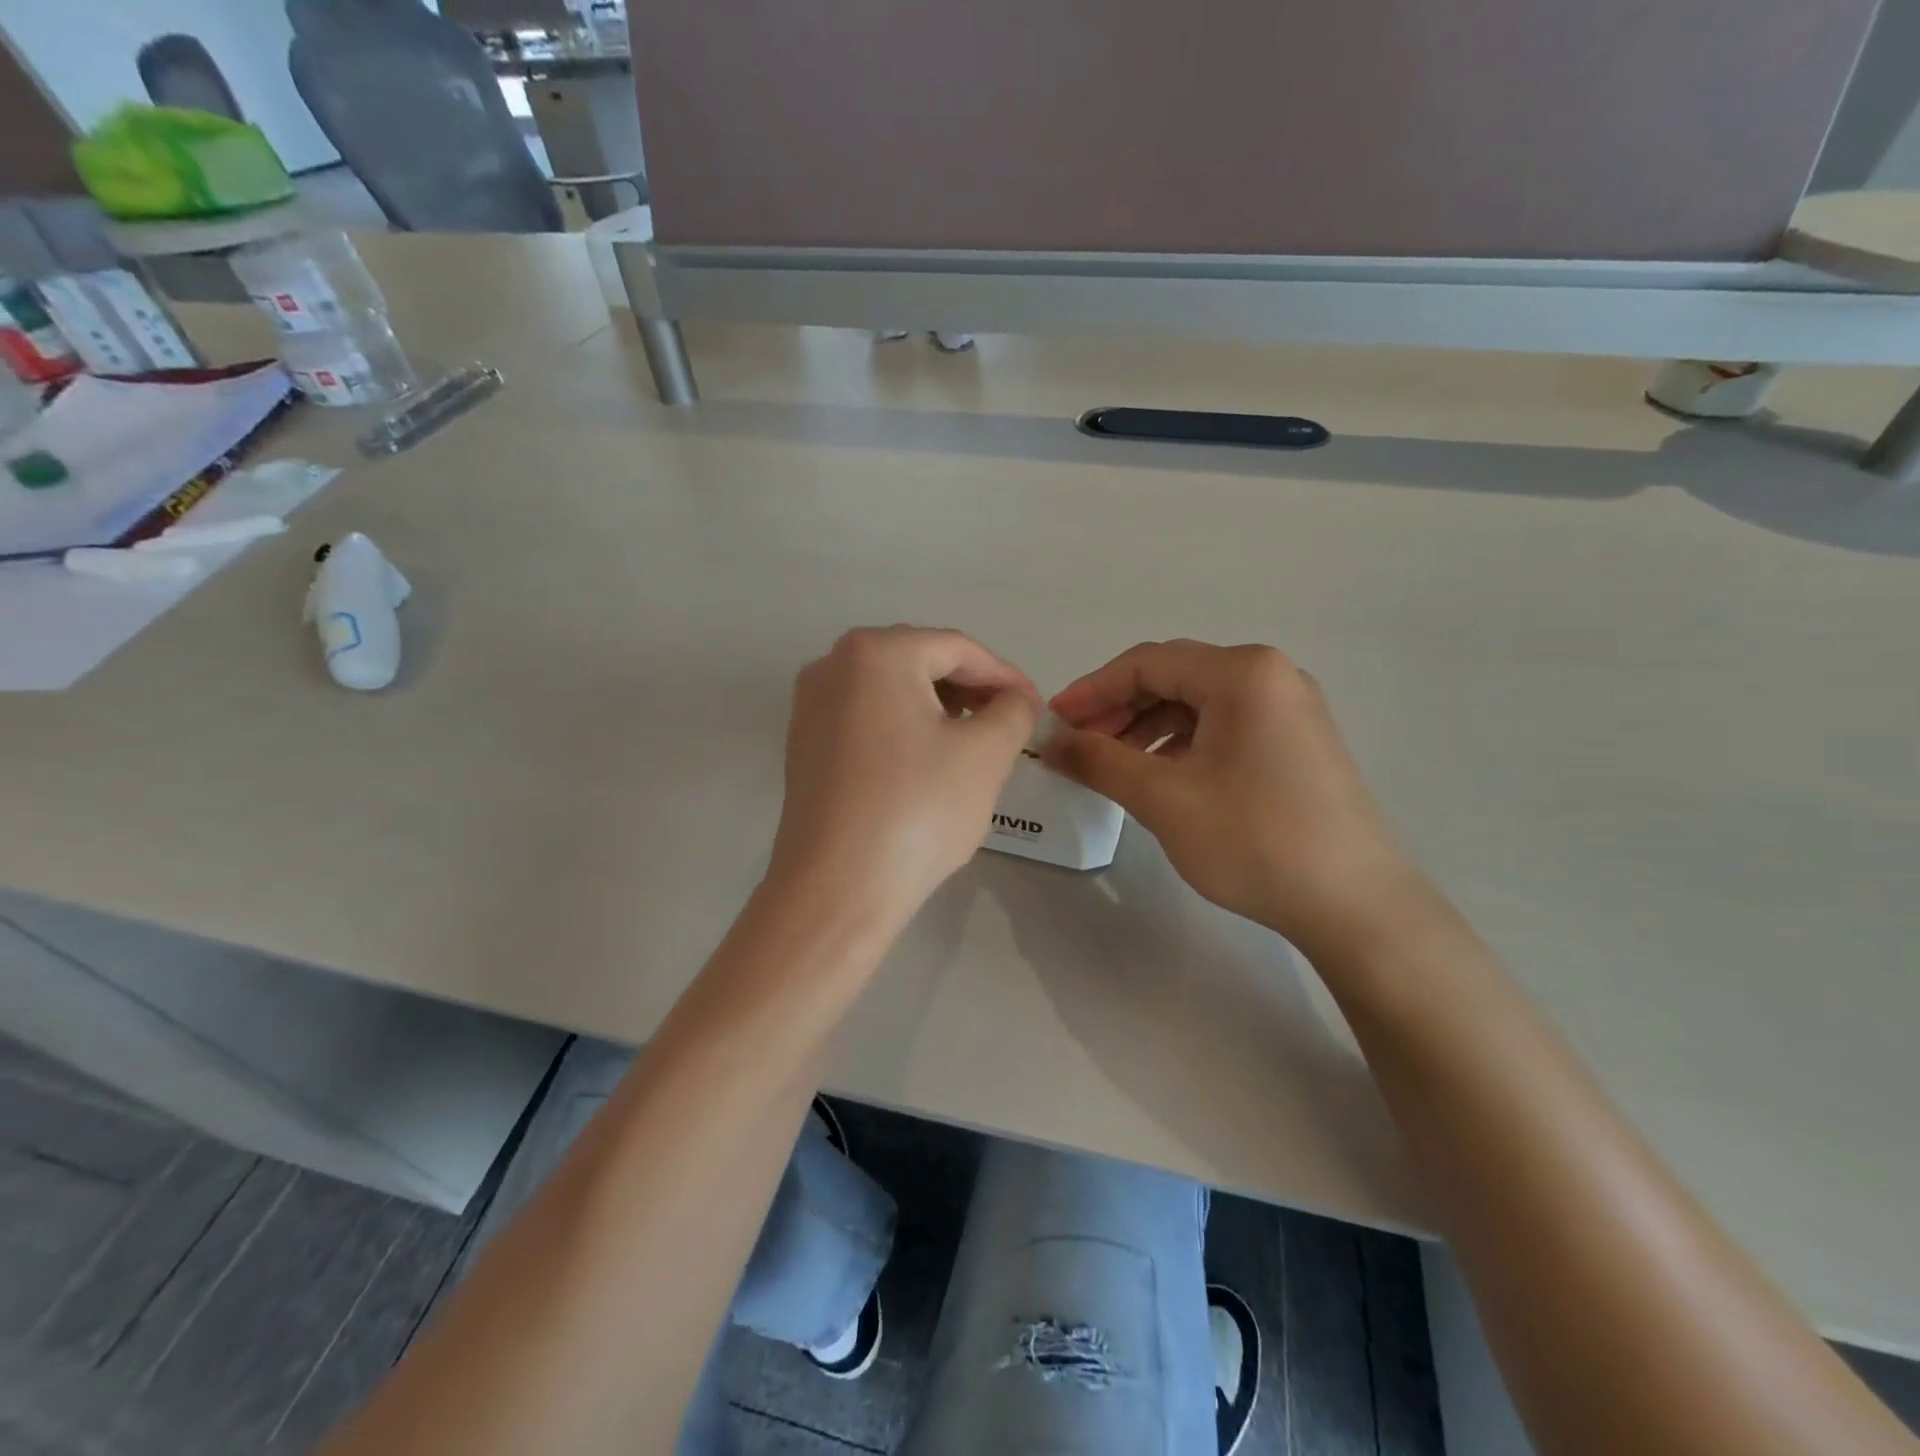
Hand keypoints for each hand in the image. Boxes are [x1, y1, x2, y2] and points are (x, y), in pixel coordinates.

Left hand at [768, 627, 1039, 927]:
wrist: (836, 889)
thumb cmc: (917, 810)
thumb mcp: (985, 754)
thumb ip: (1012, 712)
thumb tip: (1016, 700)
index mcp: (875, 653)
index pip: (956, 648)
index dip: (1003, 675)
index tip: (1035, 705)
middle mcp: (832, 665)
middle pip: (919, 661)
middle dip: (969, 688)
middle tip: (1007, 721)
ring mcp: (810, 706)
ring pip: (890, 691)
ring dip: (937, 707)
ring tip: (973, 740)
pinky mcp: (804, 745)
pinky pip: (865, 719)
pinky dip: (902, 728)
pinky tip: (926, 761)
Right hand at [1043, 640, 1428, 956]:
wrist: (1357, 905)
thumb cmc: (1255, 840)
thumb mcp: (1163, 798)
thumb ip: (1099, 761)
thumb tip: (1050, 744)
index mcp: (1242, 673)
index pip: (1146, 663)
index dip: (1092, 690)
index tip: (1054, 723)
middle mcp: (1271, 675)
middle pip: (1173, 677)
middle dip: (1118, 710)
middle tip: (1078, 747)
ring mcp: (1290, 708)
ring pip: (1198, 703)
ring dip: (1147, 727)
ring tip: (1112, 766)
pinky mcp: (1298, 741)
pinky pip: (1225, 726)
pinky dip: (1182, 743)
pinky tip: (1161, 776)